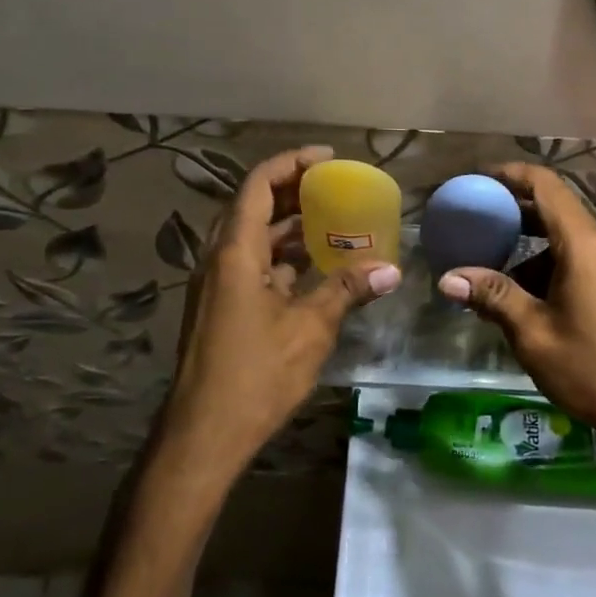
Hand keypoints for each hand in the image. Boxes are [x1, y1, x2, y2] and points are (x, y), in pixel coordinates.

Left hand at [160, 146, 399, 479]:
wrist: (203, 436)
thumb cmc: (255, 375)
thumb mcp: (310, 329)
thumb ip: (347, 290)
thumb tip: (391, 269)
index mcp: (235, 252)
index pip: (259, 185)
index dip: (292, 164)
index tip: (328, 160)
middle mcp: (219, 259)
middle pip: (253, 206)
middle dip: (293, 192)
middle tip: (335, 187)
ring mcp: (216, 285)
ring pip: (252, 238)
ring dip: (287, 226)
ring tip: (331, 221)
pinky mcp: (220, 308)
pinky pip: (251, 266)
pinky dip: (281, 258)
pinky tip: (313, 268)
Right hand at [437, 163, 595, 549]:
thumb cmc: (594, 369)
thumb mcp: (534, 334)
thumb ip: (493, 297)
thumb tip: (448, 279)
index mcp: (585, 244)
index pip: (546, 185)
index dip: (511, 174)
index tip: (481, 179)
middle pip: (559, 212)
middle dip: (517, 216)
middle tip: (479, 227)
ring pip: (573, 243)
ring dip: (536, 252)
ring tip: (500, 278)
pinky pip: (589, 264)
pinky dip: (558, 269)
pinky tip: (537, 303)